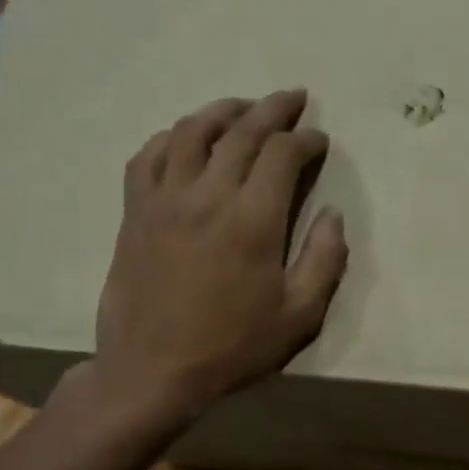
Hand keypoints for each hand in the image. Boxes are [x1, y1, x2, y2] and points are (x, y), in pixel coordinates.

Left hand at [84, 89, 347, 428]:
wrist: (152, 371)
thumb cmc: (231, 347)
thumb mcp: (298, 316)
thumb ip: (325, 260)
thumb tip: (333, 213)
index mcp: (253, 219)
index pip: (283, 154)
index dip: (306, 139)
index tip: (319, 140)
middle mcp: (208, 194)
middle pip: (242, 131)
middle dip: (273, 109)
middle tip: (293, 98)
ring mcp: (165, 198)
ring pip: (193, 131)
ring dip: (223, 111)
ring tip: (244, 108)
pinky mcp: (135, 211)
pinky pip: (149, 156)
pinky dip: (171, 137)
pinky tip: (185, 138)